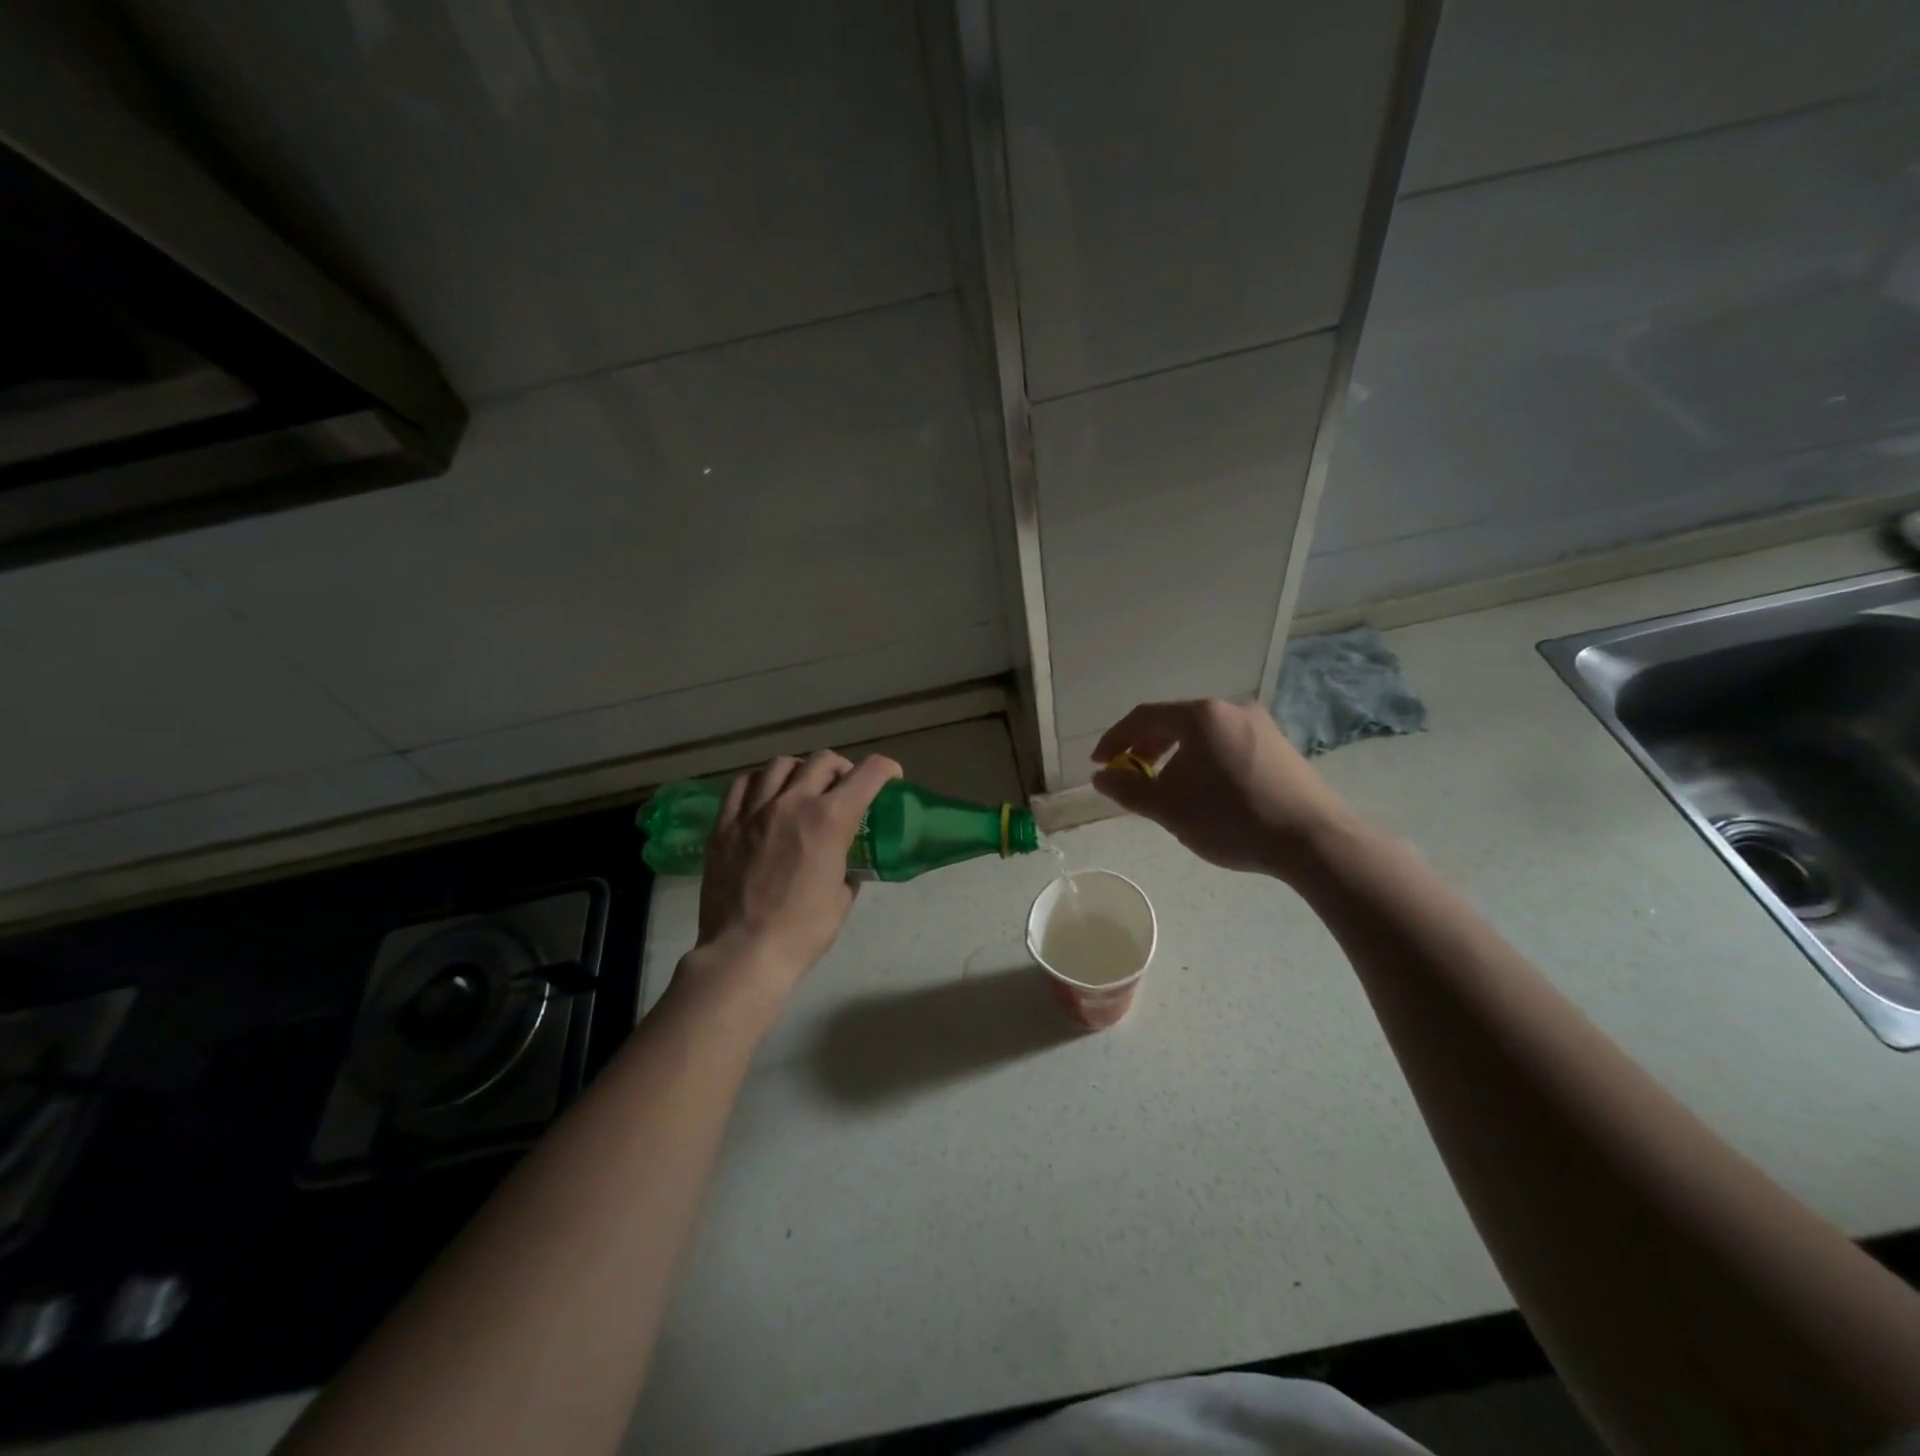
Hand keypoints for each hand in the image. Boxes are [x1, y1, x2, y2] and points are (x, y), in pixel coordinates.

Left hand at [690, 750, 901, 1004]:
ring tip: (802, 789)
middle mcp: (792, 802)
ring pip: (780, 764)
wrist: (744, 953)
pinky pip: (742, 784)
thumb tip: (843, 862)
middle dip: (842, 769)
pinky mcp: (724, 824)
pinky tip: (764, 797)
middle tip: (844, 788)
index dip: (886, 770)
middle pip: (823, 760)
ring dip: (800, 771)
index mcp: (830, 820)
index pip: (868, 773)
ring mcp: (754, 810)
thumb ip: (846, 868)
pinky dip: (760, 782)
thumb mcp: (842, 899)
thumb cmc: (802, 931)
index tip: (890, 779)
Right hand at [1090, 699, 1357, 881]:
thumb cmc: (1232, 819)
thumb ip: (1129, 789)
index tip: (1099, 764)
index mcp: (1200, 716)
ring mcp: (1259, 724)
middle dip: (1145, 748)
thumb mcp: (1170, 808)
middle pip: (1174, 721)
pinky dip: (1203, 759)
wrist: (1314, 840)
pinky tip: (1206, 790)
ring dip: (1174, 756)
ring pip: (1201, 733)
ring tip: (1166, 788)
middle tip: (1130, 775)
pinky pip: (1226, 743)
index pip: (1144, 717)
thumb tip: (1101, 776)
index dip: (1115, 739)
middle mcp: (1229, 709)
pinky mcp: (1278, 745)